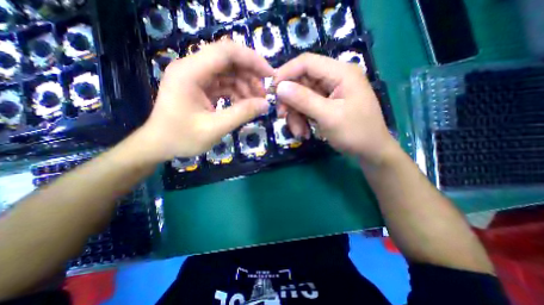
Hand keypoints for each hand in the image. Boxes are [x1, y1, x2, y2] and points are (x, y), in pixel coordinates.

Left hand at [139, 41, 273, 162]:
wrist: (159, 145)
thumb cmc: (181, 138)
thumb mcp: (214, 128)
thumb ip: (241, 114)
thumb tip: (265, 104)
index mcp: (190, 72)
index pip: (226, 52)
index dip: (252, 60)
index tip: (270, 75)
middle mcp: (192, 68)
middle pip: (229, 61)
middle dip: (251, 75)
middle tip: (264, 95)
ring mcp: (196, 77)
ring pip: (229, 73)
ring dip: (245, 86)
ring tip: (255, 104)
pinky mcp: (201, 87)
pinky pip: (224, 84)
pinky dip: (237, 93)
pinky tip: (244, 105)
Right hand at [276, 54, 395, 164]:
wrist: (371, 152)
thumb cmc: (355, 133)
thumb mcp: (328, 116)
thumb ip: (304, 100)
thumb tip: (280, 87)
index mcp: (341, 73)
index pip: (306, 62)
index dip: (286, 73)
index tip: (272, 91)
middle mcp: (335, 78)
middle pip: (302, 82)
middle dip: (290, 101)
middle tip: (282, 117)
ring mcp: (330, 92)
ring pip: (301, 97)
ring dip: (296, 115)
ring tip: (300, 133)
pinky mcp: (327, 104)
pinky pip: (307, 107)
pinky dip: (302, 120)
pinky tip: (305, 133)